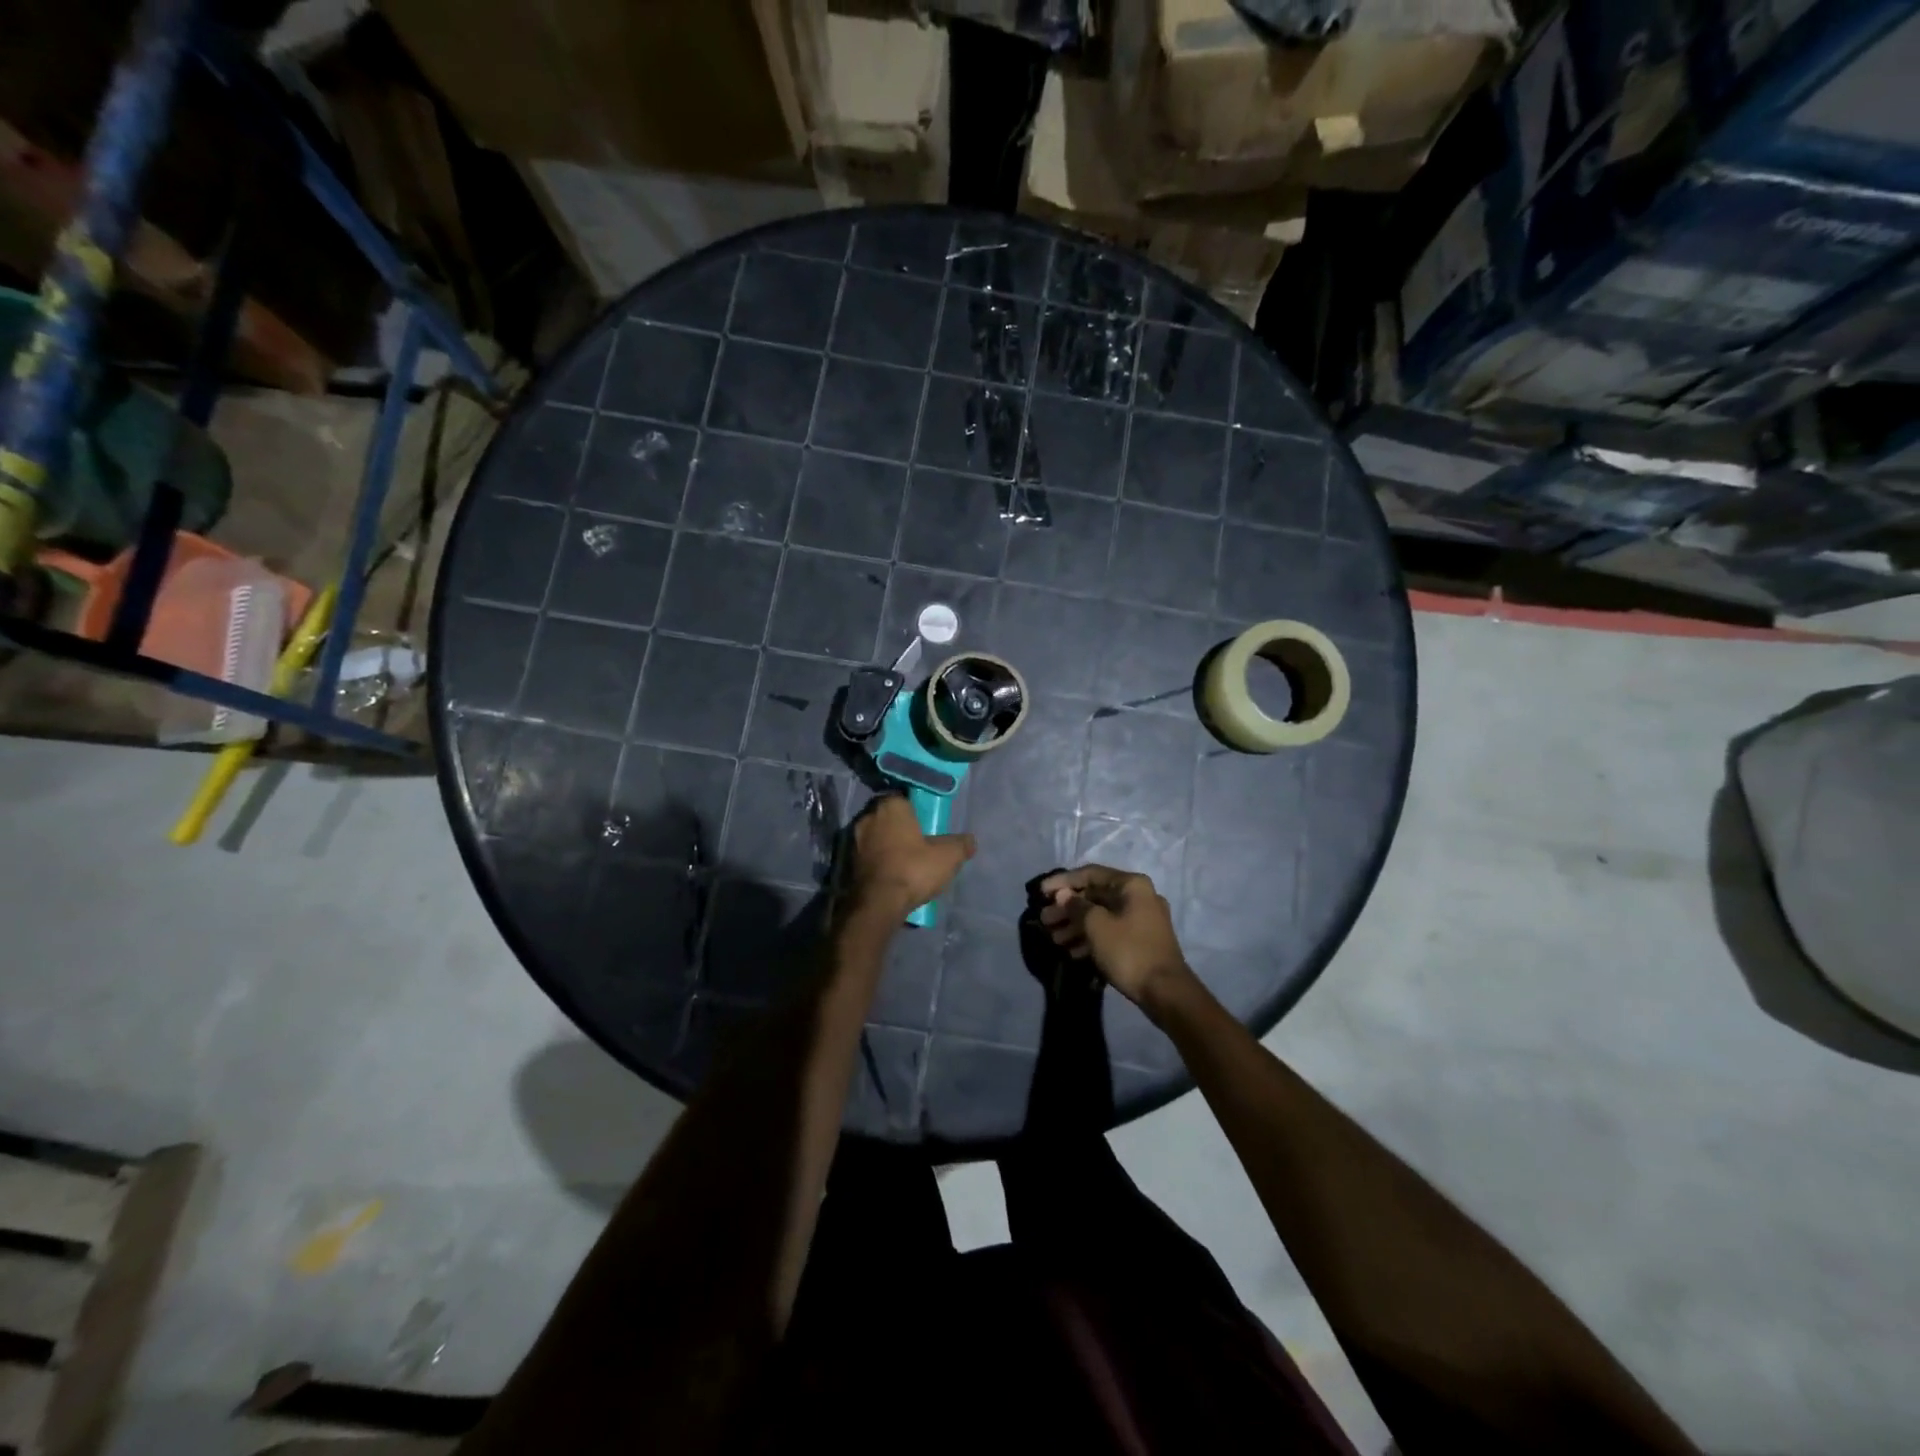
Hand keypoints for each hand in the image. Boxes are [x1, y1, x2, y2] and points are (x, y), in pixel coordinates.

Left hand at [847, 795, 974, 917]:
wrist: (878, 903)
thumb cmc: (913, 869)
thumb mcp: (948, 856)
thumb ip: (961, 844)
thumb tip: (970, 841)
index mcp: (891, 806)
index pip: (903, 797)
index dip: (915, 808)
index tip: (926, 821)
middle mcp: (868, 817)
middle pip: (888, 816)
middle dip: (900, 826)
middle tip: (918, 841)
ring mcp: (855, 840)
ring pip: (876, 835)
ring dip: (887, 844)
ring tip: (905, 860)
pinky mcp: (848, 862)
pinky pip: (868, 854)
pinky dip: (878, 860)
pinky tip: (892, 873)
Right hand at [1038, 865, 1193, 1010]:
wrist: (1166, 992)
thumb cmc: (1128, 951)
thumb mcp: (1096, 926)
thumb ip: (1076, 906)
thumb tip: (1063, 895)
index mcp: (1132, 885)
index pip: (1090, 874)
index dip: (1062, 881)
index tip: (1041, 892)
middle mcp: (1139, 896)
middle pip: (1095, 895)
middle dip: (1067, 908)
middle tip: (1045, 920)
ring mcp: (1143, 919)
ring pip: (1102, 915)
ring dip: (1076, 925)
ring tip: (1054, 938)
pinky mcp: (1141, 940)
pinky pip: (1111, 931)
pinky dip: (1091, 938)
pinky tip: (1072, 951)